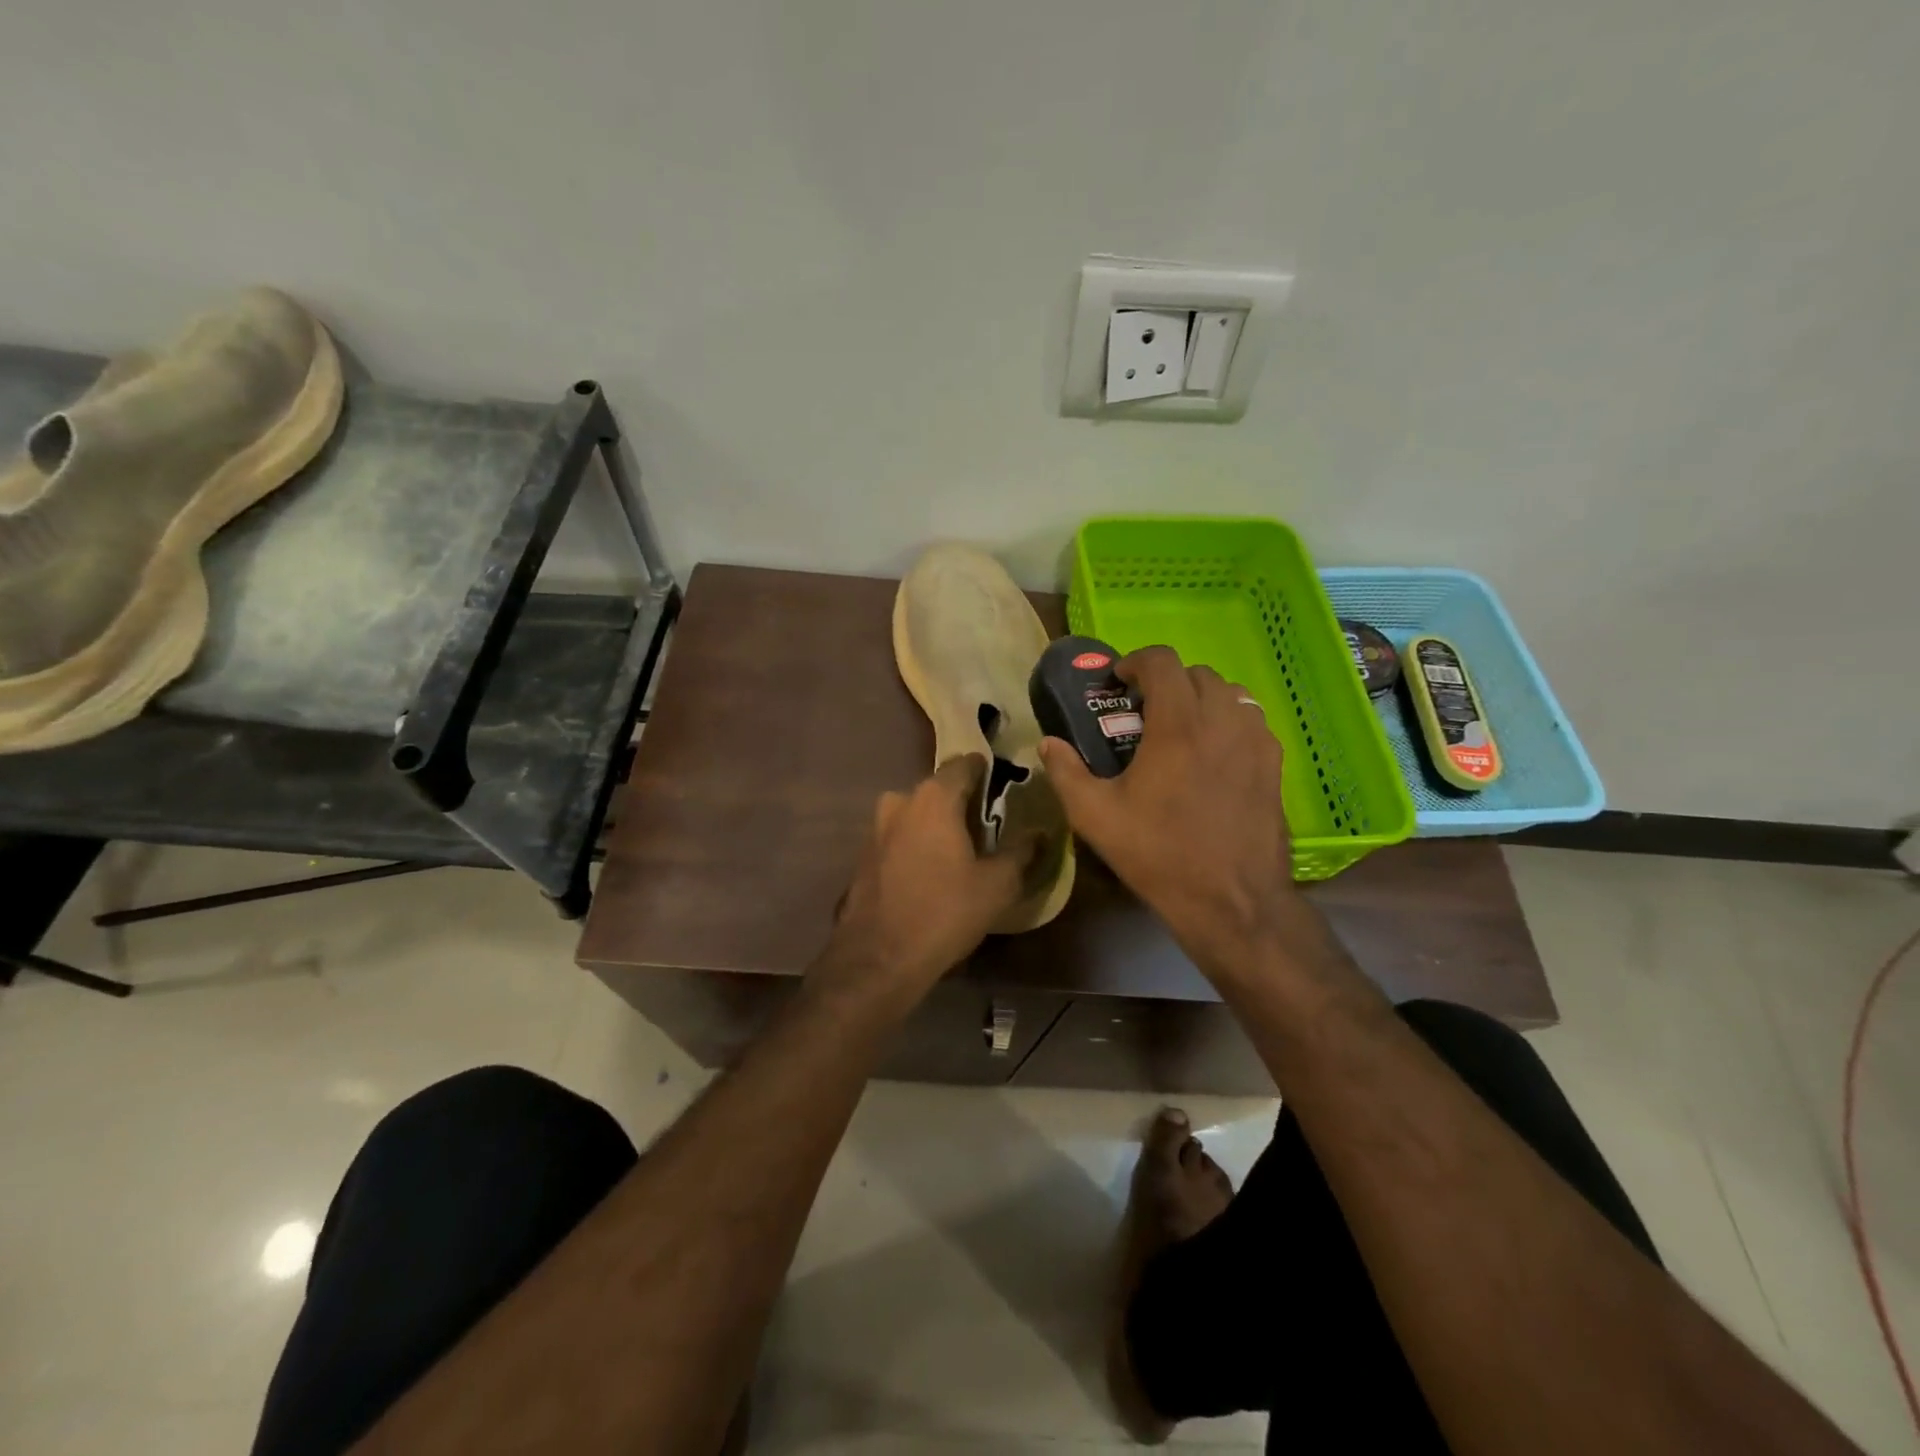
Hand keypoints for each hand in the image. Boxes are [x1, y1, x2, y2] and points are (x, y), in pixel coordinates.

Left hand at [816, 755, 1035, 1011]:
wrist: (879, 958)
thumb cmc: (945, 912)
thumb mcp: (997, 885)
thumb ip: (1021, 852)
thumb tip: (1040, 834)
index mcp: (933, 797)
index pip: (965, 764)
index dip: (987, 771)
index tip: (1004, 787)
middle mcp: (900, 801)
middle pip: (939, 790)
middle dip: (963, 803)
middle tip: (989, 827)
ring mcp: (876, 828)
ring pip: (917, 814)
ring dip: (938, 825)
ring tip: (962, 853)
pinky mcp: (864, 855)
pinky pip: (900, 837)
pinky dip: (917, 845)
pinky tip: (932, 873)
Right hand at [1040, 645, 1295, 979]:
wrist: (1232, 900)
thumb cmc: (1159, 854)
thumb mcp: (1095, 817)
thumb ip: (1066, 772)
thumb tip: (1048, 743)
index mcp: (1177, 725)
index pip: (1161, 661)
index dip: (1135, 662)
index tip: (1119, 683)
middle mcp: (1222, 720)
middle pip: (1196, 673)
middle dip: (1166, 681)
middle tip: (1144, 712)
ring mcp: (1255, 740)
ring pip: (1230, 693)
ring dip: (1201, 698)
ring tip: (1181, 729)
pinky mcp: (1275, 763)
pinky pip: (1251, 720)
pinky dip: (1228, 720)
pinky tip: (1213, 754)